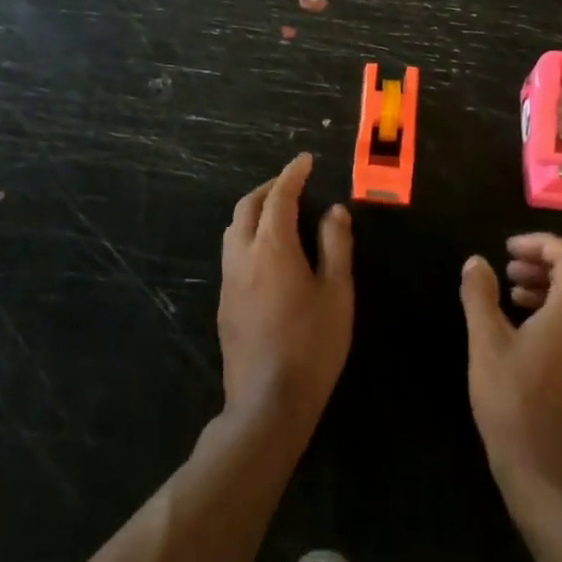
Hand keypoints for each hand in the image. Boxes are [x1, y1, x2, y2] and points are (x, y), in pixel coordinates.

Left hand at [219, 153, 353, 438]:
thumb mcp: (337, 292)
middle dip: (268, 188)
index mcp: (272, 247)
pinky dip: (248, 235)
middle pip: (247, 207)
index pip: (279, 197)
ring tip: (279, 212)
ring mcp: (228, 280)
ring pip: (233, 229)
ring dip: (254, 210)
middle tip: (293, 183)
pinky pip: (232, 253)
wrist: (268, 401)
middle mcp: (243, 256)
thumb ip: (335, 246)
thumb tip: (334, 211)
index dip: (292, 174)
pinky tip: (267, 251)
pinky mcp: (224, 302)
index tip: (305, 161)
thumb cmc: (313, 344)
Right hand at [460, 234, 561, 508]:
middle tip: (510, 267)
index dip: (540, 243)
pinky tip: (527, 328)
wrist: (548, 473)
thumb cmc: (513, 401)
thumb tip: (476, 261)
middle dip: (547, 262)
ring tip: (513, 294)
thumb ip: (480, 296)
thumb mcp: (486, 343)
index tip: (507, 249)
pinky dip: (560, 310)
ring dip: (552, 286)